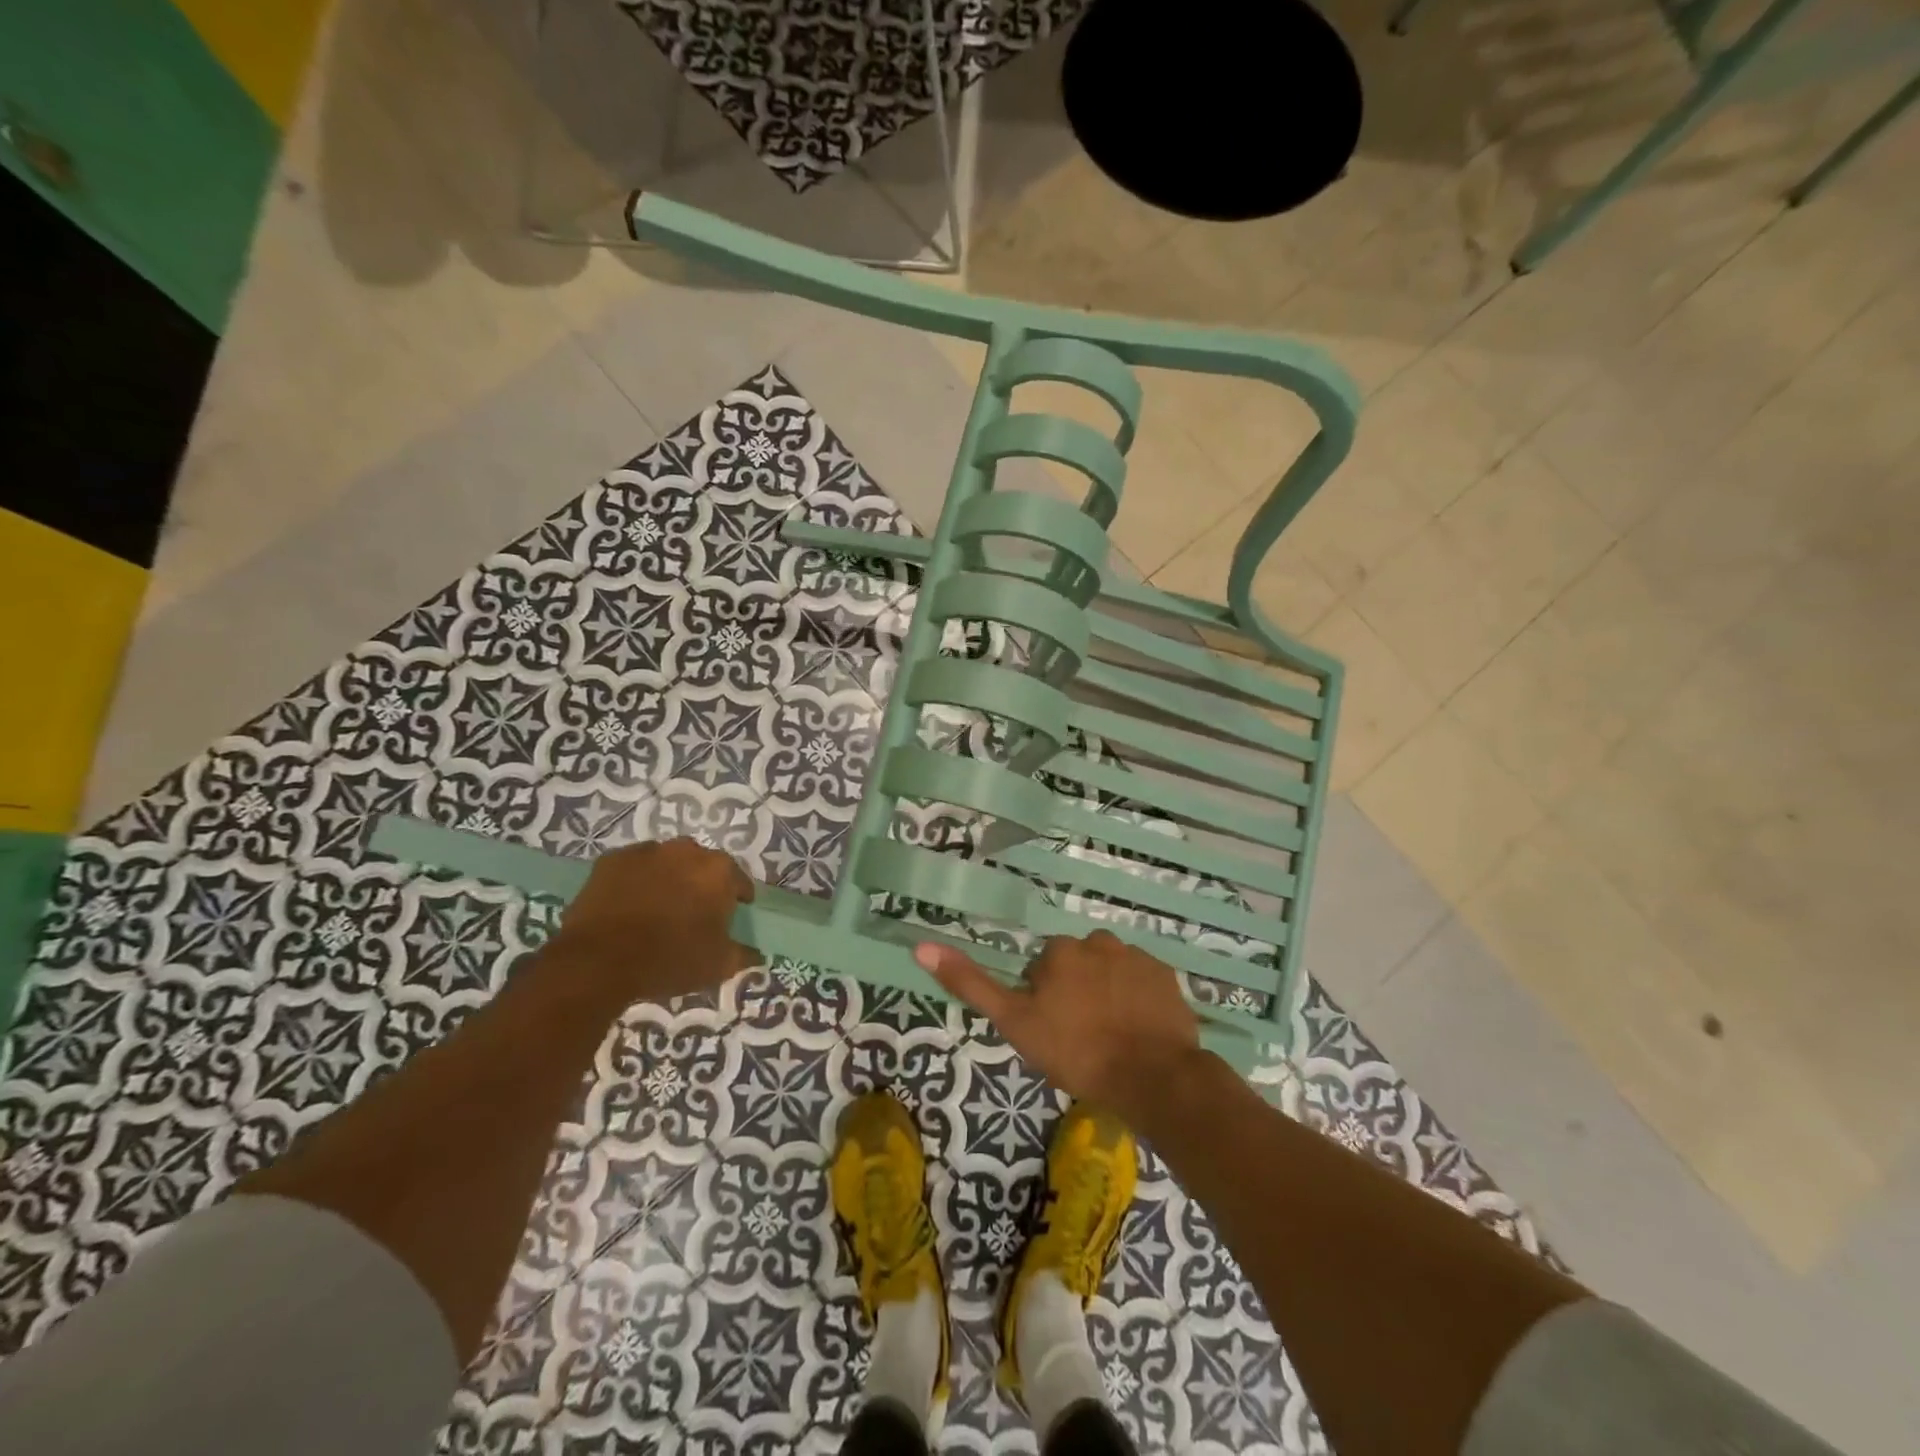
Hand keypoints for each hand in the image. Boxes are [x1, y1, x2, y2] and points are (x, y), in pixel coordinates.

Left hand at [544, 839, 759, 1004]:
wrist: (599, 961)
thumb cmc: (670, 959)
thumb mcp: (718, 966)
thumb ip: (743, 955)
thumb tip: (756, 954)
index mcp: (719, 871)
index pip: (739, 881)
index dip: (738, 898)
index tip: (733, 914)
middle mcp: (687, 851)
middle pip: (702, 865)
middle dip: (701, 884)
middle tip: (694, 912)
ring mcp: (647, 851)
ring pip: (667, 862)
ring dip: (669, 878)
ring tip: (659, 907)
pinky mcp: (612, 860)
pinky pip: (634, 867)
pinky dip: (636, 880)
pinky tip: (629, 905)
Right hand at [915, 931, 1209, 1116]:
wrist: (1152, 1077)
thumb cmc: (1077, 1052)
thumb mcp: (1014, 1022)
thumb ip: (970, 983)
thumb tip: (921, 946)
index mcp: (1060, 952)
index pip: (1042, 969)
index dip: (1043, 1001)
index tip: (1054, 1032)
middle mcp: (1098, 942)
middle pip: (1077, 966)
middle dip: (1076, 992)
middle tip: (1083, 1036)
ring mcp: (1137, 957)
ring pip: (1110, 972)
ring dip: (1108, 993)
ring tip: (1113, 1036)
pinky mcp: (1166, 976)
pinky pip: (1143, 981)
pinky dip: (1138, 999)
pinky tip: (1139, 1030)